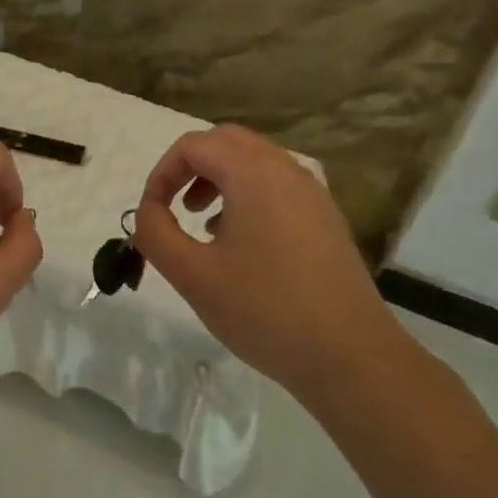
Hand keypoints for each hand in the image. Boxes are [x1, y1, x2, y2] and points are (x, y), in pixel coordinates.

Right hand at [132, 125, 402, 406]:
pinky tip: (240, 243)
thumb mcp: (192, 275)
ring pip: (254, 162)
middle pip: (226, 142)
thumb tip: (148, 212)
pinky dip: (247, 195)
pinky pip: (277, 186)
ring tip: (203, 226)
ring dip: (219, 180)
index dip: (162, 174)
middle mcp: (286, 169)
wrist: (350, 355)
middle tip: (174, 206)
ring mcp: (312, 193)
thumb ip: (155, 233)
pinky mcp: (326, 218)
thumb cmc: (264, 310)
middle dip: (191, 168)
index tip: (150, 213)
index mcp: (254, 173)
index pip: (194, 145)